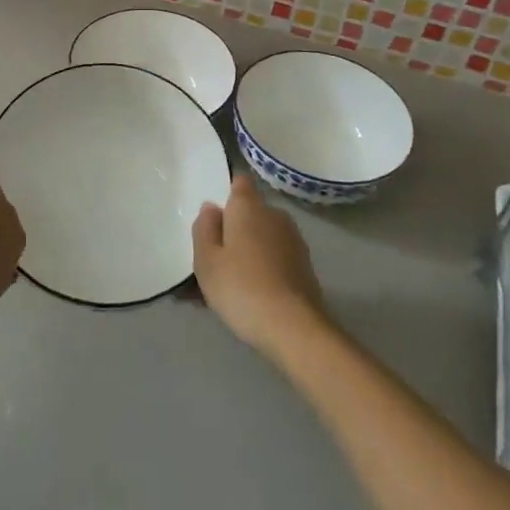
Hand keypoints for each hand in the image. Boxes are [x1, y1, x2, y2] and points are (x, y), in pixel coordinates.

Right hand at [192, 172, 326, 355]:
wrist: (293, 327)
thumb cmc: (240, 287)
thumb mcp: (206, 260)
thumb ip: (204, 228)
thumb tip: (212, 207)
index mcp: (248, 206)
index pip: (240, 182)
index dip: (227, 193)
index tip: (213, 217)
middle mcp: (275, 215)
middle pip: (250, 212)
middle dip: (234, 227)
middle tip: (214, 257)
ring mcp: (293, 240)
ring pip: (263, 236)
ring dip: (248, 249)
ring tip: (230, 281)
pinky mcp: (304, 265)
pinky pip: (275, 256)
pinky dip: (263, 266)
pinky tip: (251, 293)